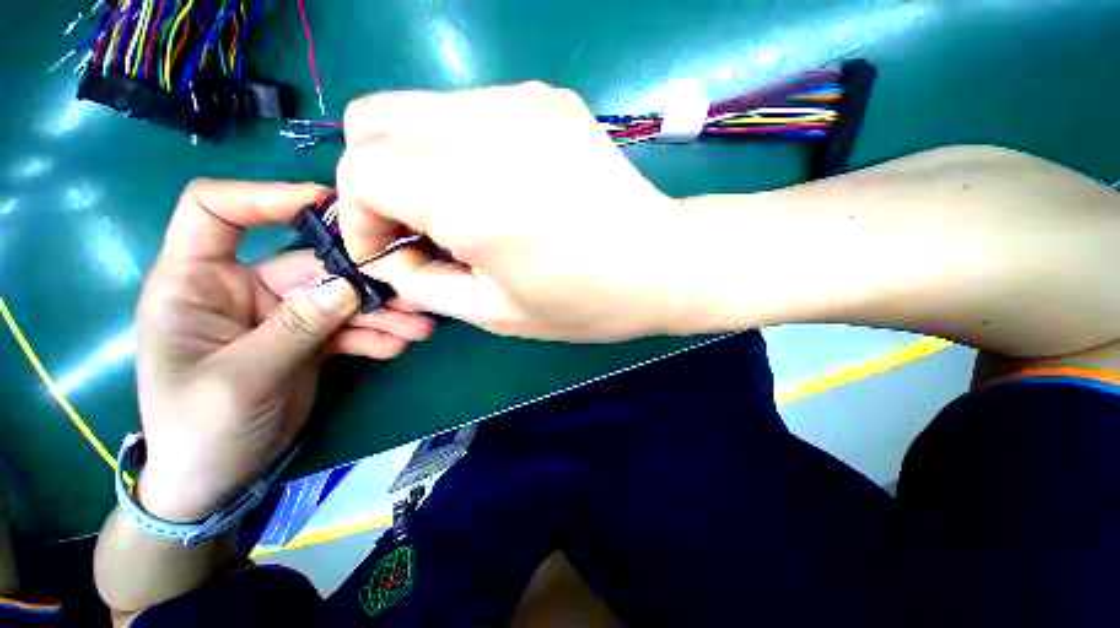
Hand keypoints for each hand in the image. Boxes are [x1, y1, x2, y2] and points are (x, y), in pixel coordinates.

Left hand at [135, 180, 433, 521]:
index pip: (214, 211)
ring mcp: (281, 317)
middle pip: (309, 265)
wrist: (215, 479)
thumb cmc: (199, 430)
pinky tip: (398, 346)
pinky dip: (375, 336)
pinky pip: (347, 329)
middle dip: (361, 280)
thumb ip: (294, 329)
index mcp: (195, 283)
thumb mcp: (241, 379)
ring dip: (381, 312)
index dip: (263, 197)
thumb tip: (346, 287)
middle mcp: (242, 290)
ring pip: (339, 299)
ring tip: (419, 326)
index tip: (325, 205)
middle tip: (410, 292)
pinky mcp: (308, 341)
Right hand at [336, 82, 692, 341]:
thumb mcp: (495, 314)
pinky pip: (469, 110)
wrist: (663, 262)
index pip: (360, 169)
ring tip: (464, 211)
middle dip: (377, 178)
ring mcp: (522, 100)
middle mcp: (487, 128)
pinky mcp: (548, 98)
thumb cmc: (586, 301)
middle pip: (374, 118)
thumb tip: (392, 254)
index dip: (360, 214)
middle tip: (420, 228)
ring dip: (419, 161)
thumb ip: (425, 283)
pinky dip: (461, 147)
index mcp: (469, 194)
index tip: (391, 250)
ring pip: (419, 108)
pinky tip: (502, 186)